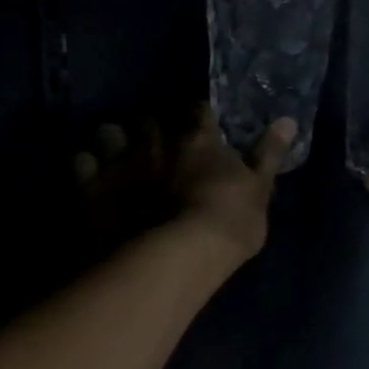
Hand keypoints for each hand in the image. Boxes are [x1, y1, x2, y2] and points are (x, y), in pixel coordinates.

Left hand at [75, 107, 294, 264]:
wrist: (175, 257)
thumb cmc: (227, 226)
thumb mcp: (259, 192)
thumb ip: (268, 155)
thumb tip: (288, 120)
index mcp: (198, 140)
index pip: (198, 111)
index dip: (197, 118)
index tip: (198, 128)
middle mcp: (156, 141)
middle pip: (149, 119)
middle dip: (152, 130)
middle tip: (156, 147)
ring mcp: (120, 161)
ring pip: (108, 132)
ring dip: (113, 141)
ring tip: (118, 157)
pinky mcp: (92, 186)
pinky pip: (80, 162)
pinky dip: (86, 167)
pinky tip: (92, 178)